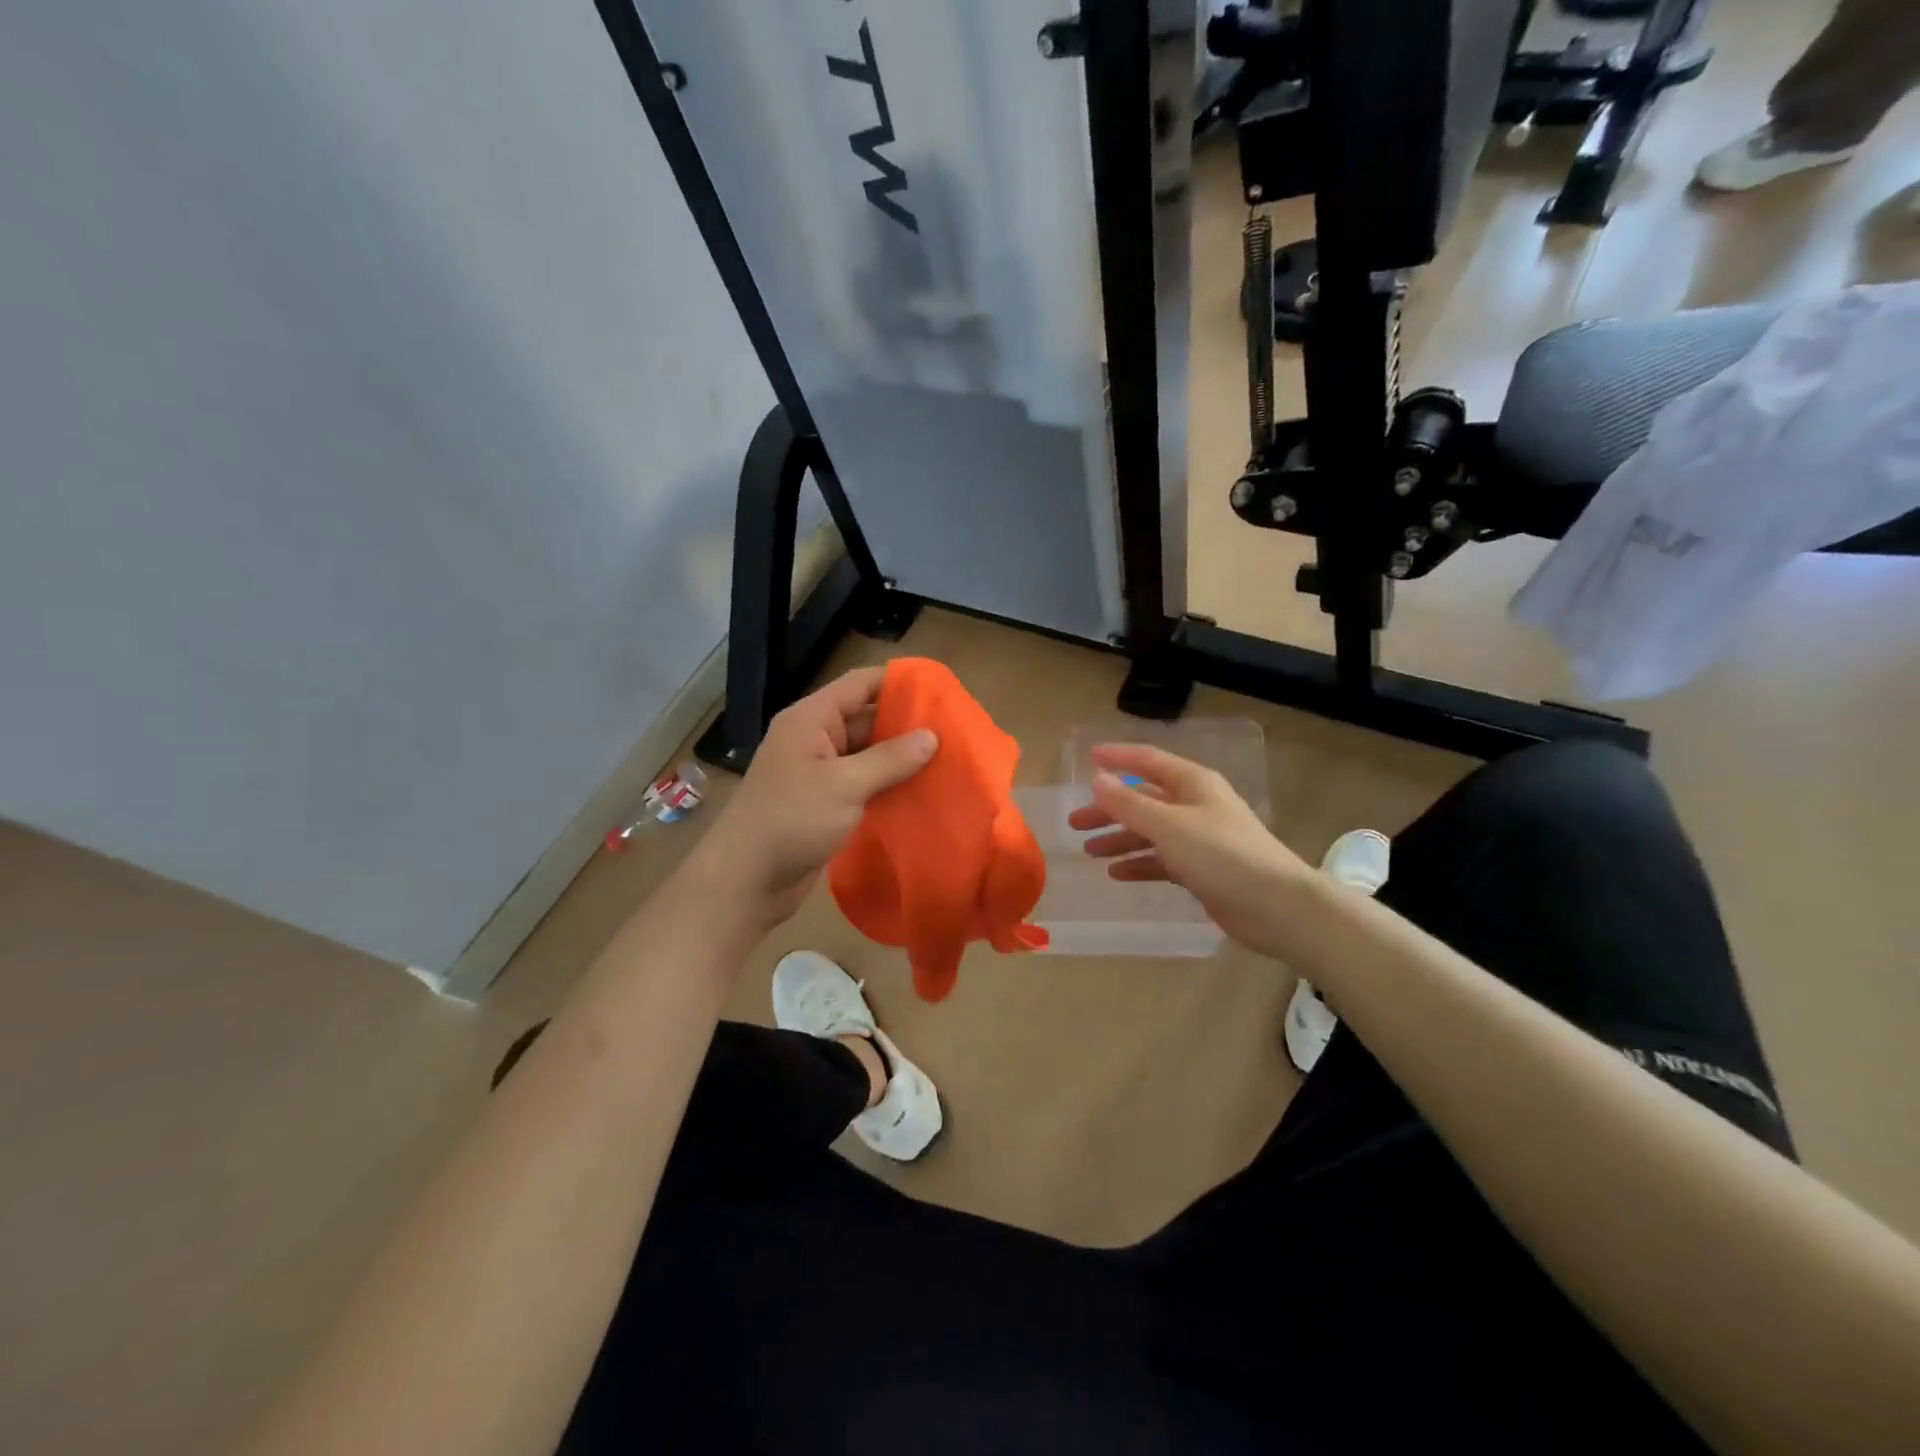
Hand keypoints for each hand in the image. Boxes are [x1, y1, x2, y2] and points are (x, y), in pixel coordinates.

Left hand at [686, 667, 936, 929]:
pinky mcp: (825, 803)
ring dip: (900, 758)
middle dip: (906, 724)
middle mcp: (814, 738)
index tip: (940, 690)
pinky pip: (862, 783)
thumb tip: (931, 736)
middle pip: (866, 717)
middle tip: (953, 731)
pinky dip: (888, 785)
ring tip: (947, 760)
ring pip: (867, 754)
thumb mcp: (844, 785)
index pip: (860, 684)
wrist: (746, 880)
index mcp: (811, 719)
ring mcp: (819, 772)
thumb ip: (889, 759)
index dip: (897, 682)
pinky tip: (921, 792)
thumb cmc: (791, 820)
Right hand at [1066, 743, 1309, 958]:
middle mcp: (1196, 805)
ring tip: (1089, 852)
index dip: (1117, 757)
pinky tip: (1117, 874)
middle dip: (1110, 809)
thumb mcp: (1168, 825)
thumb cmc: (1221, 854)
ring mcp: (1200, 839)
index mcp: (1193, 784)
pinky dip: (1139, 863)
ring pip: (1151, 832)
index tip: (1087, 759)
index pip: (1148, 761)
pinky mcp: (1202, 869)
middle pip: (1144, 799)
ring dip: (1120, 839)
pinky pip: (1162, 860)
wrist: (1276, 906)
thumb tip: (1097, 779)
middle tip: (1075, 823)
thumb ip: (1129, 803)